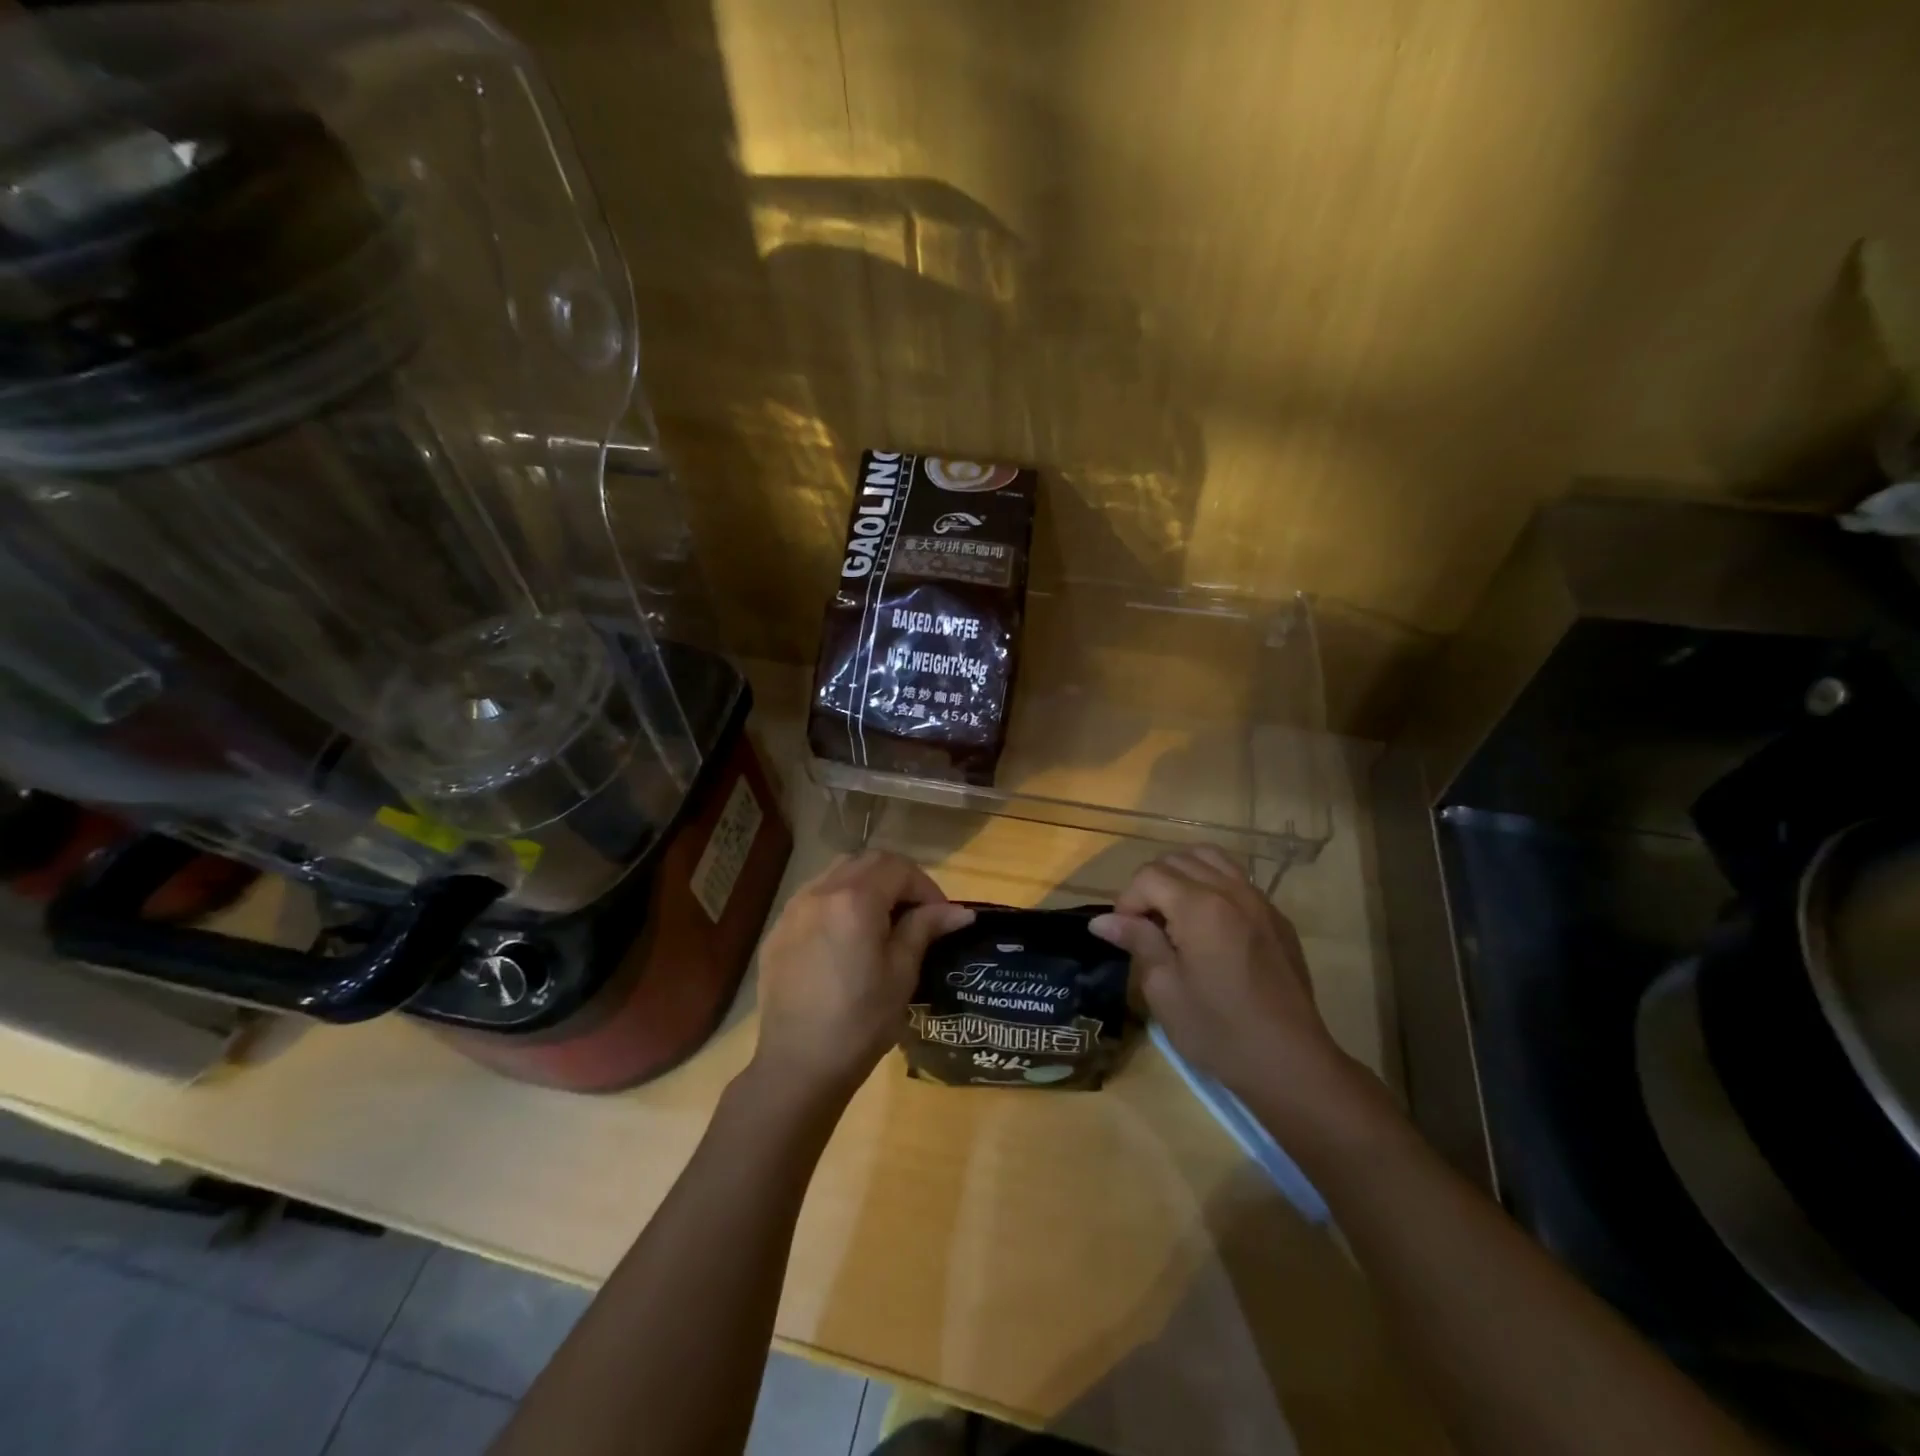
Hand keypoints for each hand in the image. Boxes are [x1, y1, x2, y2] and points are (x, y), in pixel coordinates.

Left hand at [752, 850, 973, 1100]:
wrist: (798, 1066)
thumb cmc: (861, 1022)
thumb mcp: (902, 973)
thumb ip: (925, 929)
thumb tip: (959, 911)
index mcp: (855, 900)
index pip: (898, 868)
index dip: (926, 886)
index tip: (940, 916)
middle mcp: (820, 892)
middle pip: (866, 862)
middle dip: (897, 878)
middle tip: (916, 913)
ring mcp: (793, 909)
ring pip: (837, 873)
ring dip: (866, 884)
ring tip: (882, 920)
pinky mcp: (778, 931)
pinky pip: (813, 897)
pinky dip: (838, 901)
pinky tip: (846, 937)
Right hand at [1090, 847, 1373, 1133]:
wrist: (1290, 1062)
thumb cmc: (1218, 1030)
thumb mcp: (1165, 989)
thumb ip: (1138, 942)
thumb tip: (1102, 920)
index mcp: (1199, 907)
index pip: (1149, 876)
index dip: (1127, 900)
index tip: (1124, 934)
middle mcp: (1231, 890)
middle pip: (1178, 859)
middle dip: (1152, 884)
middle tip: (1145, 925)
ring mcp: (1259, 901)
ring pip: (1211, 859)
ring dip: (1183, 875)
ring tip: (1173, 913)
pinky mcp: (1277, 918)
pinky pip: (1237, 880)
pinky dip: (1213, 885)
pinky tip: (1208, 925)